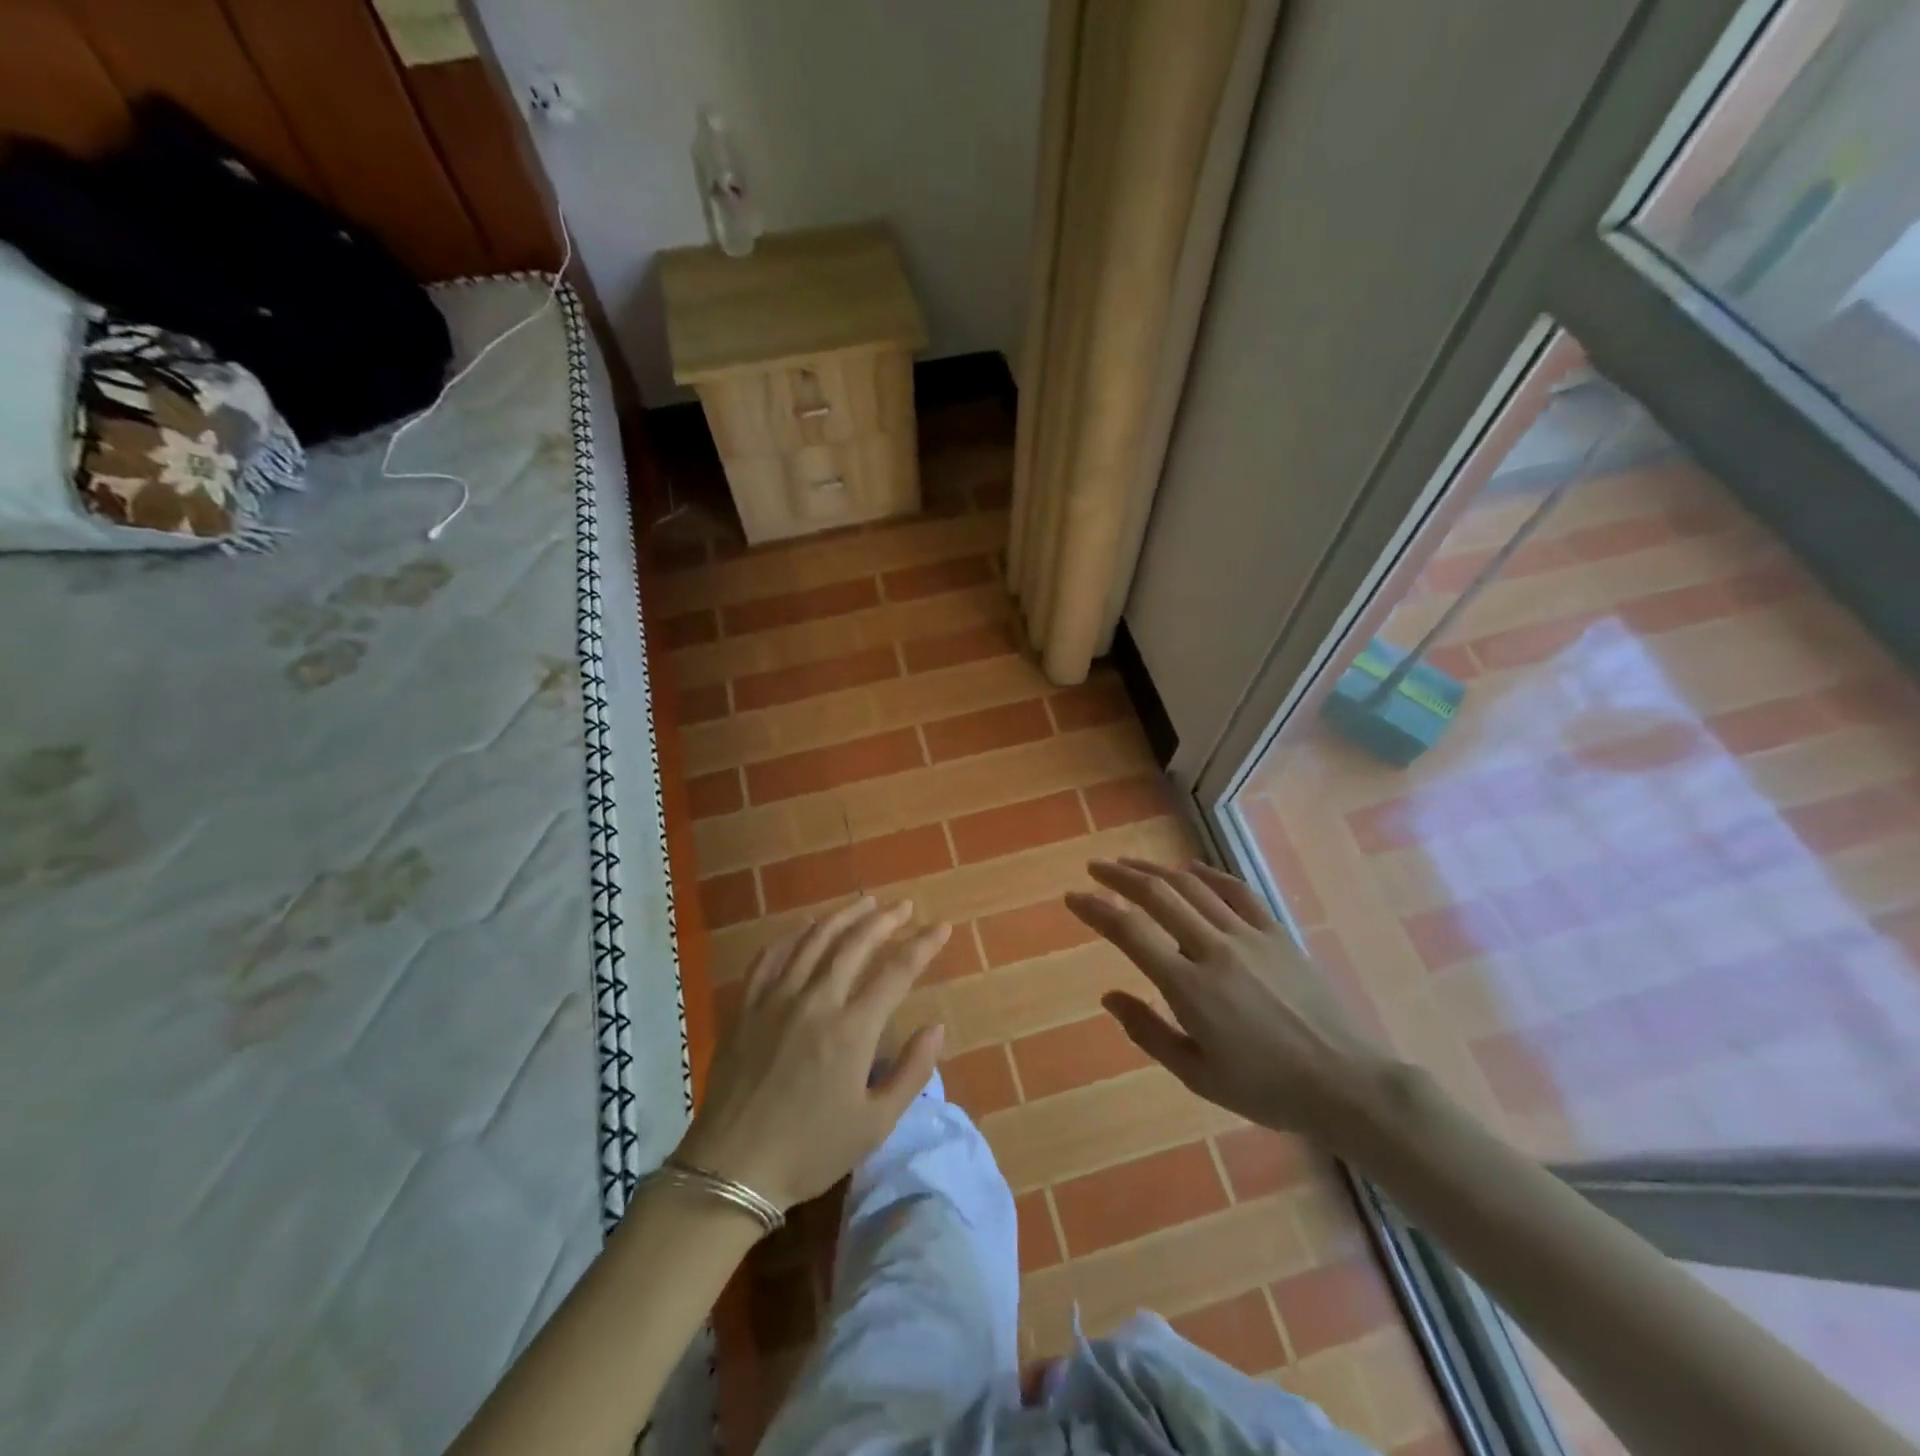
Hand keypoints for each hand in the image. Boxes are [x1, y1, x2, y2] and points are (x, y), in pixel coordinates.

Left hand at [674, 897, 948, 1210]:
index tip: (941, 928)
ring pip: (814, 940)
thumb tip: (937, 1027)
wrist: (732, 1168)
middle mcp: (816, 1001)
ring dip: (844, 916)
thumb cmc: (810, 1150)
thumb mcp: (875, 1124)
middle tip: (905, 906)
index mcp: (852, 1030)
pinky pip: (771, 955)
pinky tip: (806, 927)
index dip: (923, 946)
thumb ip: (912, 1073)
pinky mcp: (747, 1006)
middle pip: (855, 944)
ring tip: (865, 903)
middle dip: (885, 919)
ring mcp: (777, 998)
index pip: (897, 972)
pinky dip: (793, 935)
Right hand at [1066, 859, 1399, 1150]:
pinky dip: (1208, 874)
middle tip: (1095, 869)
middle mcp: (1214, 949)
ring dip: (1156, 870)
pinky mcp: (1277, 933)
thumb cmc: (1267, 1089)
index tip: (1073, 898)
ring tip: (1130, 865)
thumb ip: (1148, 1032)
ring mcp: (1249, 936)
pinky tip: (1190, 868)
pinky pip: (1236, 891)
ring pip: (1193, 886)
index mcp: (1190, 987)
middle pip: (1158, 895)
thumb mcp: (1198, 1076)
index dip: (1096, 909)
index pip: (1130, 932)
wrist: (1346, 1084)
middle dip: (1120, 877)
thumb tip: (1108, 996)